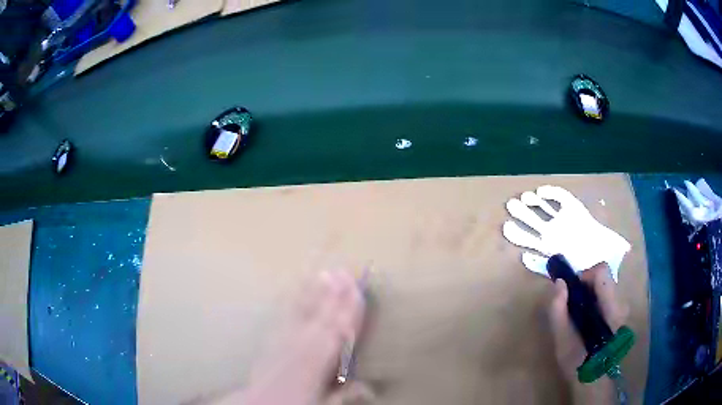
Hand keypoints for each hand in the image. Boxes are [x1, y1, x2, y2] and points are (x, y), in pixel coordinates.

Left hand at [236, 270, 371, 404]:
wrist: (262, 400)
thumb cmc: (297, 401)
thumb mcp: (325, 402)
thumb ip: (346, 393)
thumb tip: (370, 388)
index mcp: (320, 360)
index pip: (340, 331)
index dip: (350, 311)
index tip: (359, 291)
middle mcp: (304, 345)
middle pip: (323, 316)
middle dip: (335, 295)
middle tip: (343, 272)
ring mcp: (287, 338)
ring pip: (305, 311)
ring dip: (316, 292)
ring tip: (324, 274)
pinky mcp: (273, 336)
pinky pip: (286, 314)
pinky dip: (293, 300)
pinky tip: (296, 289)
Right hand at [549, 263, 628, 403]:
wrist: (594, 381)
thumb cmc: (578, 362)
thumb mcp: (562, 340)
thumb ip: (559, 311)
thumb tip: (558, 283)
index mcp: (611, 306)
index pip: (601, 270)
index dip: (585, 276)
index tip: (573, 292)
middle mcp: (621, 302)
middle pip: (603, 278)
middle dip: (586, 286)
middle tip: (573, 306)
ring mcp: (623, 308)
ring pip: (605, 287)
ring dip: (590, 294)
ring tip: (580, 316)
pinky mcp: (621, 314)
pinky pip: (607, 296)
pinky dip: (596, 301)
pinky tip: (588, 321)